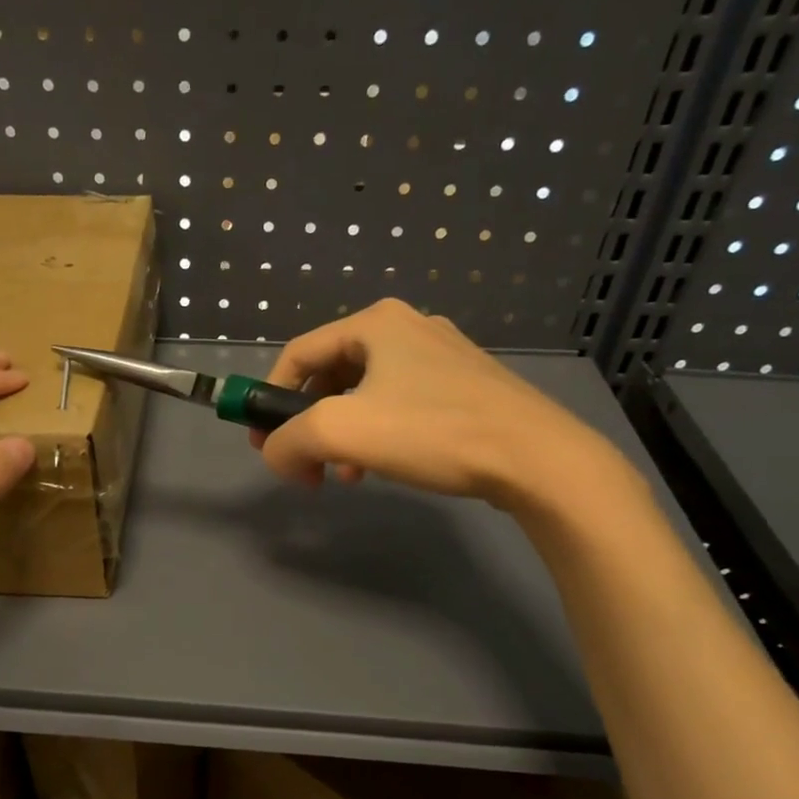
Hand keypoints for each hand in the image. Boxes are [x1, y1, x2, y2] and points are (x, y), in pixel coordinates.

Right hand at [253, 299, 641, 522]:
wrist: (536, 458)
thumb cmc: (431, 431)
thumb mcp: (340, 432)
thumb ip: (287, 440)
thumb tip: (275, 455)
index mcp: (374, 323)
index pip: (297, 354)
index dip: (269, 398)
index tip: (263, 445)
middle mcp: (406, 328)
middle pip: (329, 375)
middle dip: (308, 424)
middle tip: (305, 465)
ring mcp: (440, 356)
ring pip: (364, 395)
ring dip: (341, 436)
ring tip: (344, 475)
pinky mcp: (464, 386)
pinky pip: (398, 406)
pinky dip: (376, 436)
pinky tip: (380, 468)